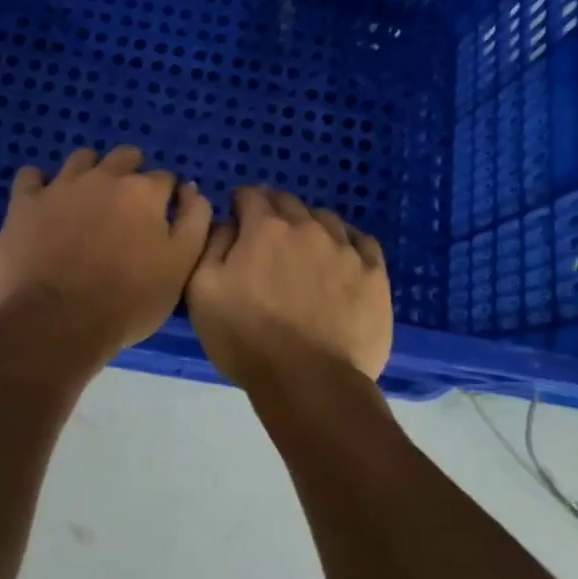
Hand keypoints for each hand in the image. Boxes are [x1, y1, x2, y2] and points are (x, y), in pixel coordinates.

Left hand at [0, 146, 211, 360]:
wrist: (58, 321)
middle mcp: (105, 177)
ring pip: (81, 159)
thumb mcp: (181, 267)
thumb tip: (192, 190)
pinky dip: (39, 184)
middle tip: (127, 206)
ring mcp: (62, 186)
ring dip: (90, 171)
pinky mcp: (25, 202)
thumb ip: (194, 222)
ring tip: (88, 199)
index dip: (166, 197)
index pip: (165, 178)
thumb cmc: (128, 300)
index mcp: (144, 192)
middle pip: (125, 157)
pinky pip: (30, 176)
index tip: (161, 218)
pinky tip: (44, 201)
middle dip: (131, 172)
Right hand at [185, 187, 393, 392]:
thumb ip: (211, 246)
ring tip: (305, 250)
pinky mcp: (375, 273)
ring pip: (325, 219)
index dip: (240, 204)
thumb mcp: (202, 292)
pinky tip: (341, 259)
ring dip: (310, 225)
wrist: (310, 383)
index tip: (237, 218)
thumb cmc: (248, 340)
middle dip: (273, 211)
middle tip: (267, 236)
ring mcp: (345, 248)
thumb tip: (227, 223)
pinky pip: (362, 242)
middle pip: (288, 202)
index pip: (250, 195)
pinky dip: (347, 243)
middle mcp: (307, 227)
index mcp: (265, 228)